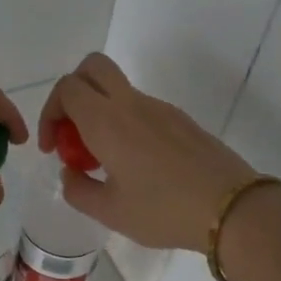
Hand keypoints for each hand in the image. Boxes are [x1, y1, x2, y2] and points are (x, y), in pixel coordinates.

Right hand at [36, 53, 261, 252]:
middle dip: (72, 94)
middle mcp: (132, 104)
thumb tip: (69, 172)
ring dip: (100, 112)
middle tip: (72, 133)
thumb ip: (78, 189)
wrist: (230, 208)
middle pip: (92, 68)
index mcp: (107, 122)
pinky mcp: (181, 120)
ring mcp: (160, 108)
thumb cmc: (163, 210)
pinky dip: (125, 123)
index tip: (53, 147)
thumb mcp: (109, 211)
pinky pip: (142, 109)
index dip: (50, 112)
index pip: (67, 88)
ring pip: (118, 90)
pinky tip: (135, 165)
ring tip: (104, 160)